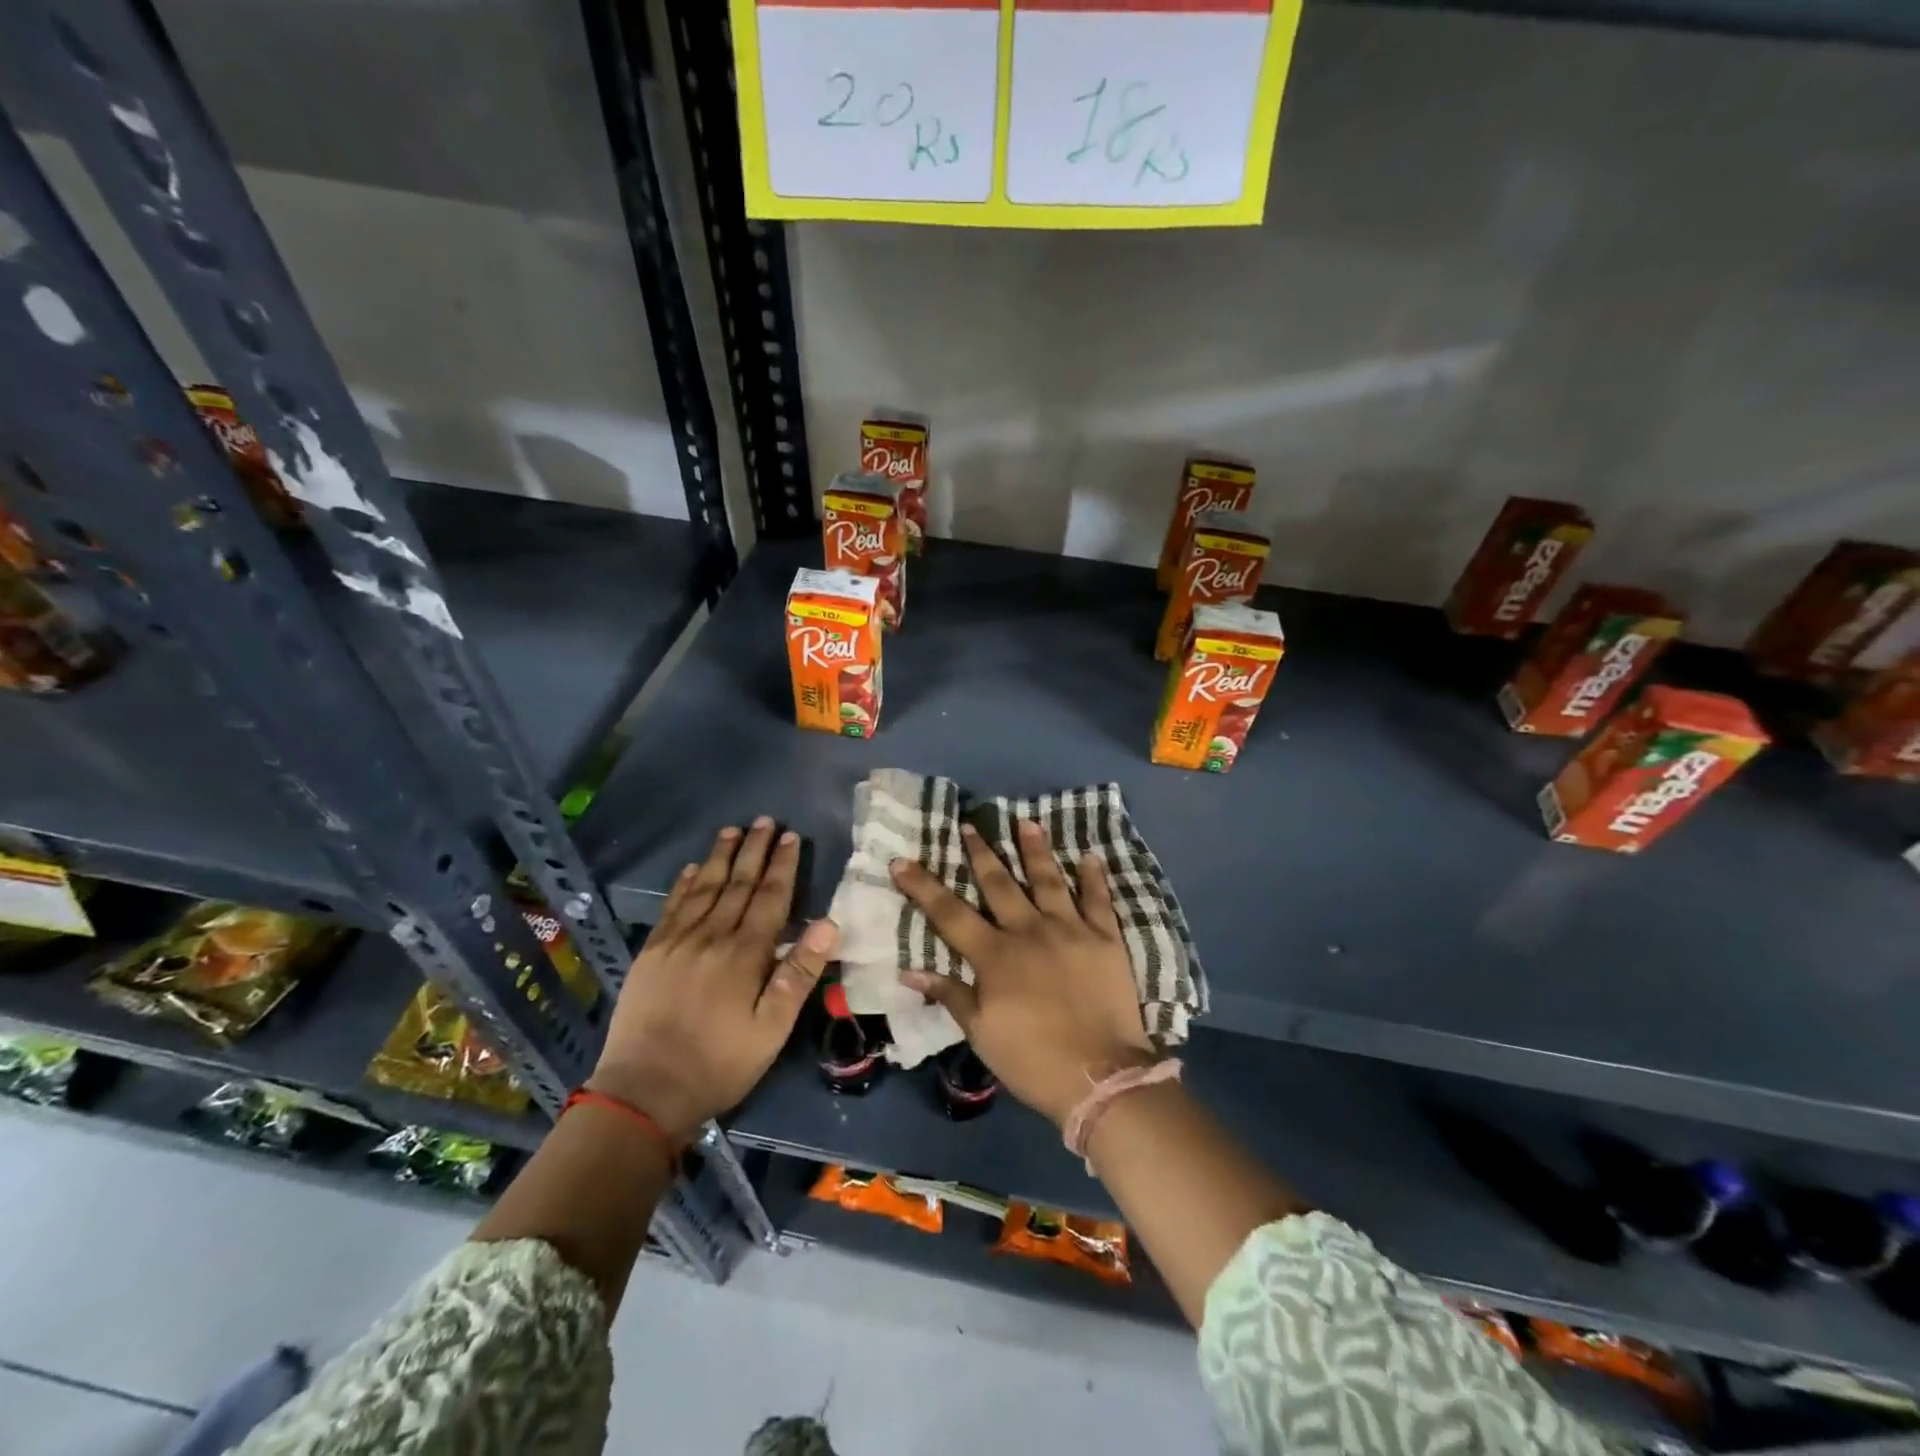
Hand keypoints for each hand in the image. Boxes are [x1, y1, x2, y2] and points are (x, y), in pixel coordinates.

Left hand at [589, 819, 836, 1143]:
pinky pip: (672, 907)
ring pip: (705, 887)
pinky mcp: (651, 953)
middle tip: (766, 821)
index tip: (791, 837)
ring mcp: (677, 942)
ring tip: (733, 830)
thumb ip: (799, 974)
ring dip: (722, 857)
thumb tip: (829, 923)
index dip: (783, 866)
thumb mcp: (772, 1029)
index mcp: (745, 954)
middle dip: (755, 850)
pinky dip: (684, 883)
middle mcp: (712, 937)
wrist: (643, 1091)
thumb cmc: (720, 1063)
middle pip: (738, 884)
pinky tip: (693, 867)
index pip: (770, 898)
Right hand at [892, 820, 1153, 1126]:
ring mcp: (1070, 930)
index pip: (949, 913)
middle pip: (999, 884)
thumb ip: (950, 995)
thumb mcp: (982, 1033)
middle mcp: (1029, 931)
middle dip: (981, 852)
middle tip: (969, 824)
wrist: (1101, 1076)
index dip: (923, 886)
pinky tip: (1090, 856)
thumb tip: (908, 970)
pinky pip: (1099, 900)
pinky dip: (1094, 877)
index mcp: (995, 956)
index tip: (902, 860)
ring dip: (1035, 849)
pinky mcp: (1106, 939)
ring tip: (1026, 822)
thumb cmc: (1033, 1059)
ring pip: (1049, 880)